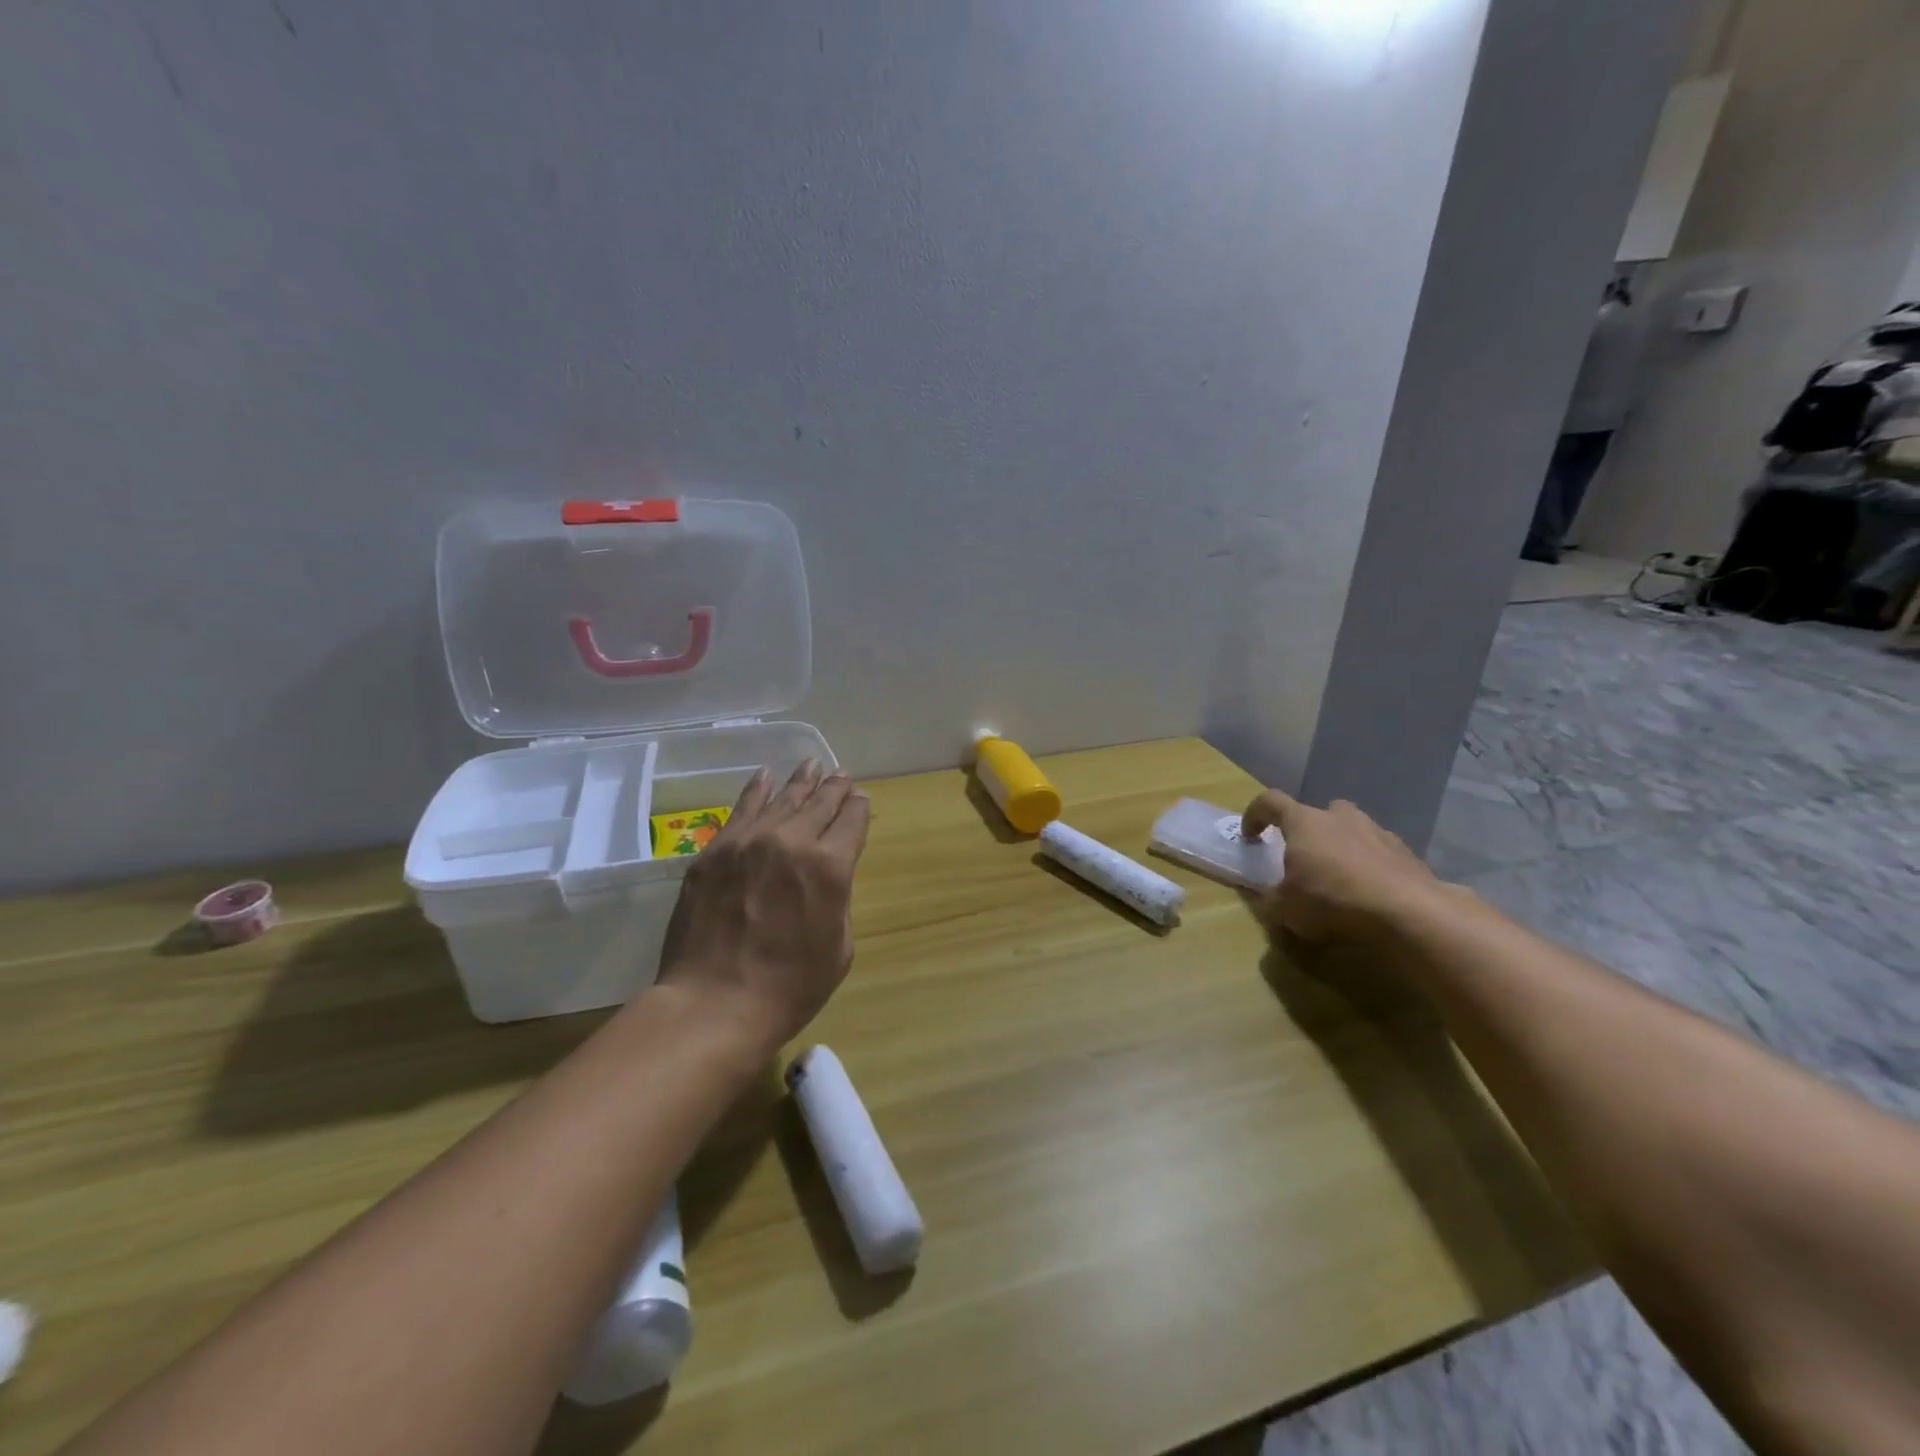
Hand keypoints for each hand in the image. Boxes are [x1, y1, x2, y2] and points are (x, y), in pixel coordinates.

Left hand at [655, 760, 871, 1052]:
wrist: (714, 1004)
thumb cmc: (790, 987)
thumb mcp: (840, 947)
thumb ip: (838, 899)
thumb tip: (829, 873)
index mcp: (831, 866)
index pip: (852, 820)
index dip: (858, 807)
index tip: (860, 799)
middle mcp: (791, 841)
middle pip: (819, 803)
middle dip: (834, 788)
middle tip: (841, 774)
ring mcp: (748, 842)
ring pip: (781, 799)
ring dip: (800, 781)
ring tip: (811, 765)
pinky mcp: (714, 852)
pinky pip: (740, 810)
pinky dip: (756, 790)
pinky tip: (765, 776)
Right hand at [1242, 789, 1463, 944]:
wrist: (1408, 911)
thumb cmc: (1332, 900)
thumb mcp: (1284, 908)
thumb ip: (1269, 898)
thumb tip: (1266, 895)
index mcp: (1303, 822)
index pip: (1269, 802)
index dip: (1254, 815)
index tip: (1250, 837)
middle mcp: (1338, 817)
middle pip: (1316, 813)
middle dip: (1307, 832)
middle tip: (1303, 859)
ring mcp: (1376, 830)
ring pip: (1351, 829)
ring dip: (1340, 846)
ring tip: (1339, 878)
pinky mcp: (1405, 851)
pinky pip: (1378, 851)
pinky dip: (1369, 865)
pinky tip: (1370, 891)